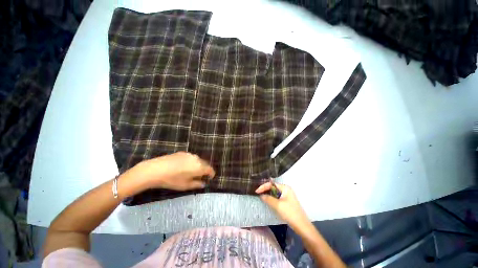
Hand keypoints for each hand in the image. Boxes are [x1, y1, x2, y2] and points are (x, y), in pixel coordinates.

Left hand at [124, 152, 215, 190]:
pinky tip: (183, 167)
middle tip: (201, 176)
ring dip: (198, 165)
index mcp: (200, 167)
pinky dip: (191, 162)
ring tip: (192, 172)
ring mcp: (189, 154)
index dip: (211, 174)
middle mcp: (197, 159)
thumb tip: (203, 184)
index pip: (210, 169)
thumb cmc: (172, 180)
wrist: (156, 169)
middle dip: (205, 170)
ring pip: (198, 160)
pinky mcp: (182, 152)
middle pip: (205, 164)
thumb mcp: (185, 185)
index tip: (210, 178)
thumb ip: (197, 184)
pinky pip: (191, 157)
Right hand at [256, 182, 308, 228]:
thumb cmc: (290, 213)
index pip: (272, 184)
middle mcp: (286, 189)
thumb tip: (261, 195)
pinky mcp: (287, 202)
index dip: (263, 187)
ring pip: (275, 193)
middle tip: (258, 194)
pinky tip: (268, 202)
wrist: (301, 226)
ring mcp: (287, 196)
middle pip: (273, 187)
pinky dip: (272, 199)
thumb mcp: (277, 205)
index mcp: (285, 188)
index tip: (256, 191)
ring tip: (261, 197)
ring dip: (268, 195)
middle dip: (265, 190)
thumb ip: (268, 199)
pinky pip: (277, 197)